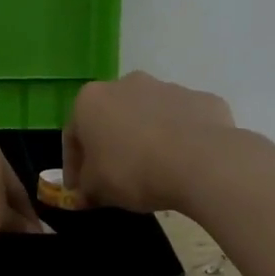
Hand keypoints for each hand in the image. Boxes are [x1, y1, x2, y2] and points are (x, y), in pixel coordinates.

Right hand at [62, 72, 235, 211]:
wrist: (200, 162)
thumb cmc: (133, 172)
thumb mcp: (97, 189)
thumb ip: (85, 188)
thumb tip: (86, 191)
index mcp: (91, 100)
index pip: (72, 135)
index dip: (73, 166)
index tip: (80, 189)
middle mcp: (126, 84)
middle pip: (111, 118)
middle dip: (109, 146)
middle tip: (113, 177)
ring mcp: (167, 88)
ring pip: (147, 116)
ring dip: (144, 139)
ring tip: (152, 171)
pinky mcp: (201, 99)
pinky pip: (181, 122)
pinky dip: (178, 139)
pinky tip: (182, 164)